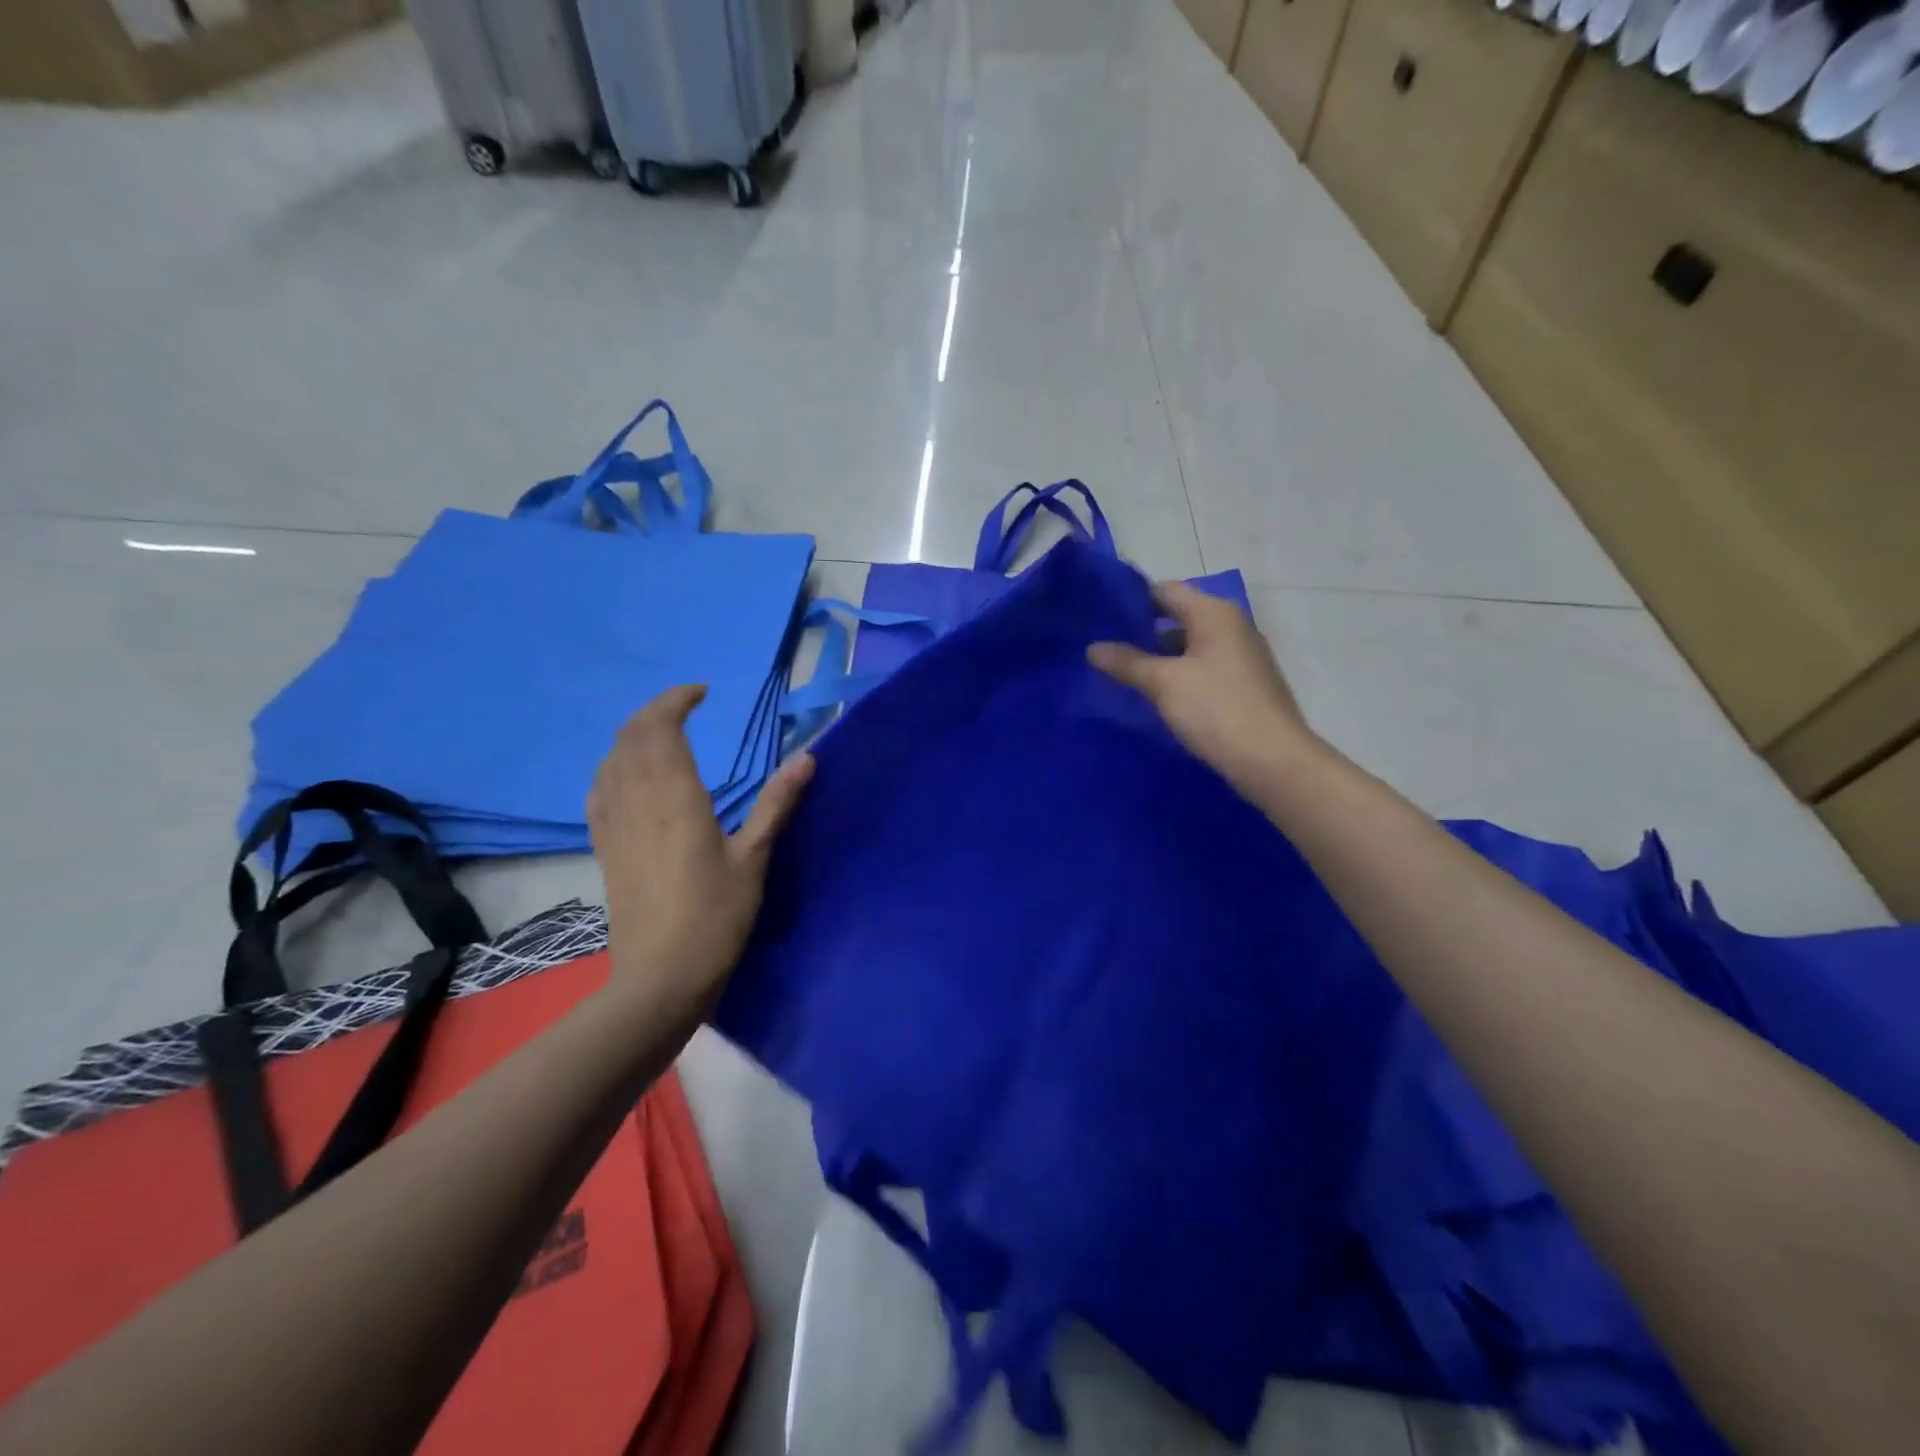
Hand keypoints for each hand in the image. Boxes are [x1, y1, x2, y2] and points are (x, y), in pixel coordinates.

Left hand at [587, 685, 813, 1017]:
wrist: (660, 976)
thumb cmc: (715, 916)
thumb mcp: (755, 858)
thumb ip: (777, 804)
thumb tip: (807, 757)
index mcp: (675, 797)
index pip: (660, 727)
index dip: (676, 700)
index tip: (702, 693)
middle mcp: (636, 801)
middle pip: (629, 736)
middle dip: (654, 712)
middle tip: (685, 708)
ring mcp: (613, 825)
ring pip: (610, 761)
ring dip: (632, 736)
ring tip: (662, 736)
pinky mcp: (604, 848)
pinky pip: (600, 790)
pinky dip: (615, 768)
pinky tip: (629, 779)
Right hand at [1088, 581, 1323, 799]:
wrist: (1272, 760)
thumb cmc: (1217, 709)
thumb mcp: (1163, 683)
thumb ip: (1127, 662)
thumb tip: (1092, 647)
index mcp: (1214, 613)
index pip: (1165, 590)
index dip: (1131, 601)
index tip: (1100, 618)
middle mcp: (1231, 625)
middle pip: (1178, 615)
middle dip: (1142, 630)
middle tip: (1105, 647)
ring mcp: (1241, 655)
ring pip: (1190, 644)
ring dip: (1159, 655)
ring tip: (1123, 672)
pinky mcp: (1244, 683)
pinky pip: (1203, 667)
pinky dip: (1179, 673)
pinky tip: (1156, 694)